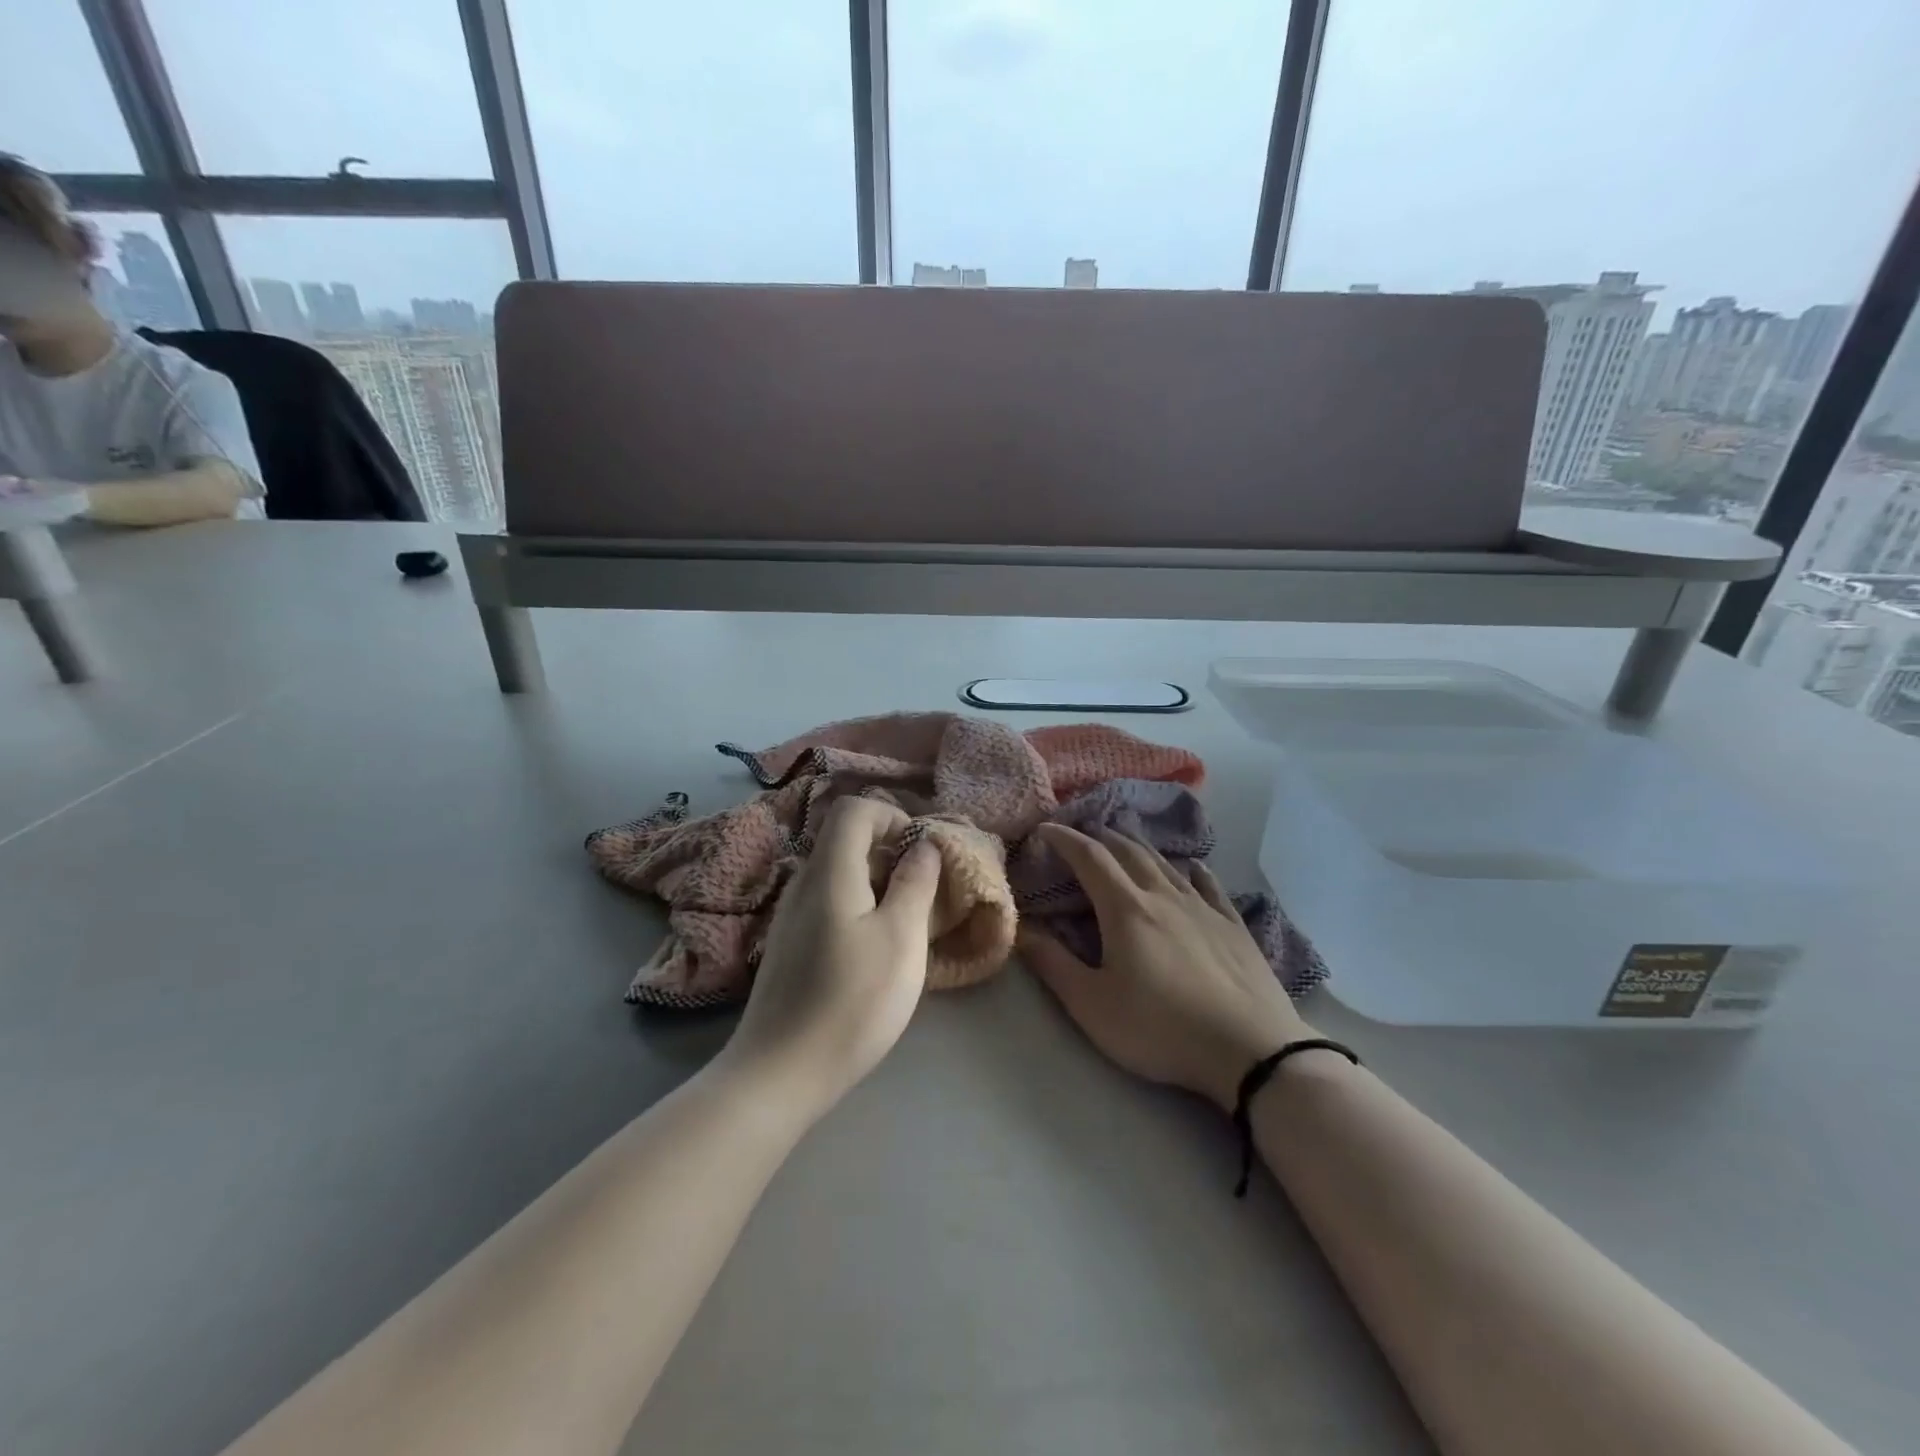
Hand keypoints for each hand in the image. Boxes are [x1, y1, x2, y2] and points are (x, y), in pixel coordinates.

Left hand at [722, 796, 942, 1113]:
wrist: (779, 1073)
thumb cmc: (851, 1002)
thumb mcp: (901, 939)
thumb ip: (915, 883)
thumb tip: (923, 844)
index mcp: (830, 872)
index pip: (854, 809)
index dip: (892, 816)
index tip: (921, 852)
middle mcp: (803, 883)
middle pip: (845, 838)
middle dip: (889, 850)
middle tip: (923, 888)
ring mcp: (790, 915)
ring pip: (838, 872)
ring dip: (876, 880)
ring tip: (905, 919)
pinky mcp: (788, 944)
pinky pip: (827, 901)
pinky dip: (857, 905)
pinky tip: (874, 948)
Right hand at [1017, 826, 1311, 1111]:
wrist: (1251, 1050)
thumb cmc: (1161, 1029)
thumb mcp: (1093, 1006)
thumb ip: (1054, 965)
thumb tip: (1023, 930)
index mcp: (1126, 909)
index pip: (1089, 858)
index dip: (1064, 839)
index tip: (1045, 829)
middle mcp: (1163, 896)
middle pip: (1128, 851)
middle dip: (1100, 836)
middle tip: (1081, 833)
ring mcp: (1203, 907)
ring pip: (1165, 863)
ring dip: (1139, 846)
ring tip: (1125, 840)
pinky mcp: (1234, 925)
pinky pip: (1209, 885)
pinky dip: (1192, 870)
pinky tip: (1192, 867)